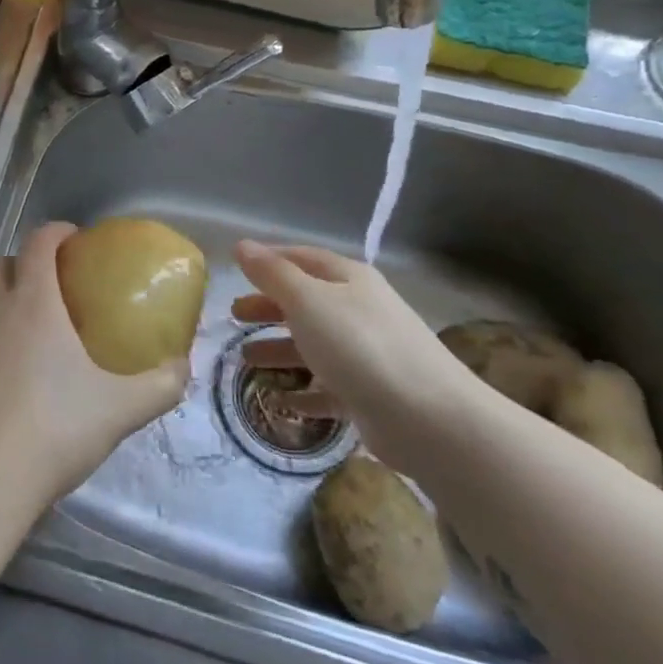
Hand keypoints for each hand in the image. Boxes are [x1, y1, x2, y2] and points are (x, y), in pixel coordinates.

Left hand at [0, 222, 190, 511]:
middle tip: (43, 289)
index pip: (40, 243)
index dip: (57, 233)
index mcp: (33, 303)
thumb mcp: (121, 409)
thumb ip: (160, 384)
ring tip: (9, 326)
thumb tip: (182, 365)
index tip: (72, 240)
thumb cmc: (54, 432)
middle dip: (19, 265)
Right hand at [232, 240, 482, 470]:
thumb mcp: (307, 301)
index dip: (269, 261)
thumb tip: (242, 245)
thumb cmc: (359, 346)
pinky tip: (283, 400)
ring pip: (315, 346)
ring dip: (279, 350)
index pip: (302, 258)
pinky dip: (305, 391)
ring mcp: (368, 354)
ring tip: (245, 361)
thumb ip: (272, 274)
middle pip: (306, 303)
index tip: (237, 271)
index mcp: (349, 280)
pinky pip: (329, 388)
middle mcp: (360, 310)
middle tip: (234, 317)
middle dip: (269, 308)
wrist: (429, 418)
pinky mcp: (372, 395)